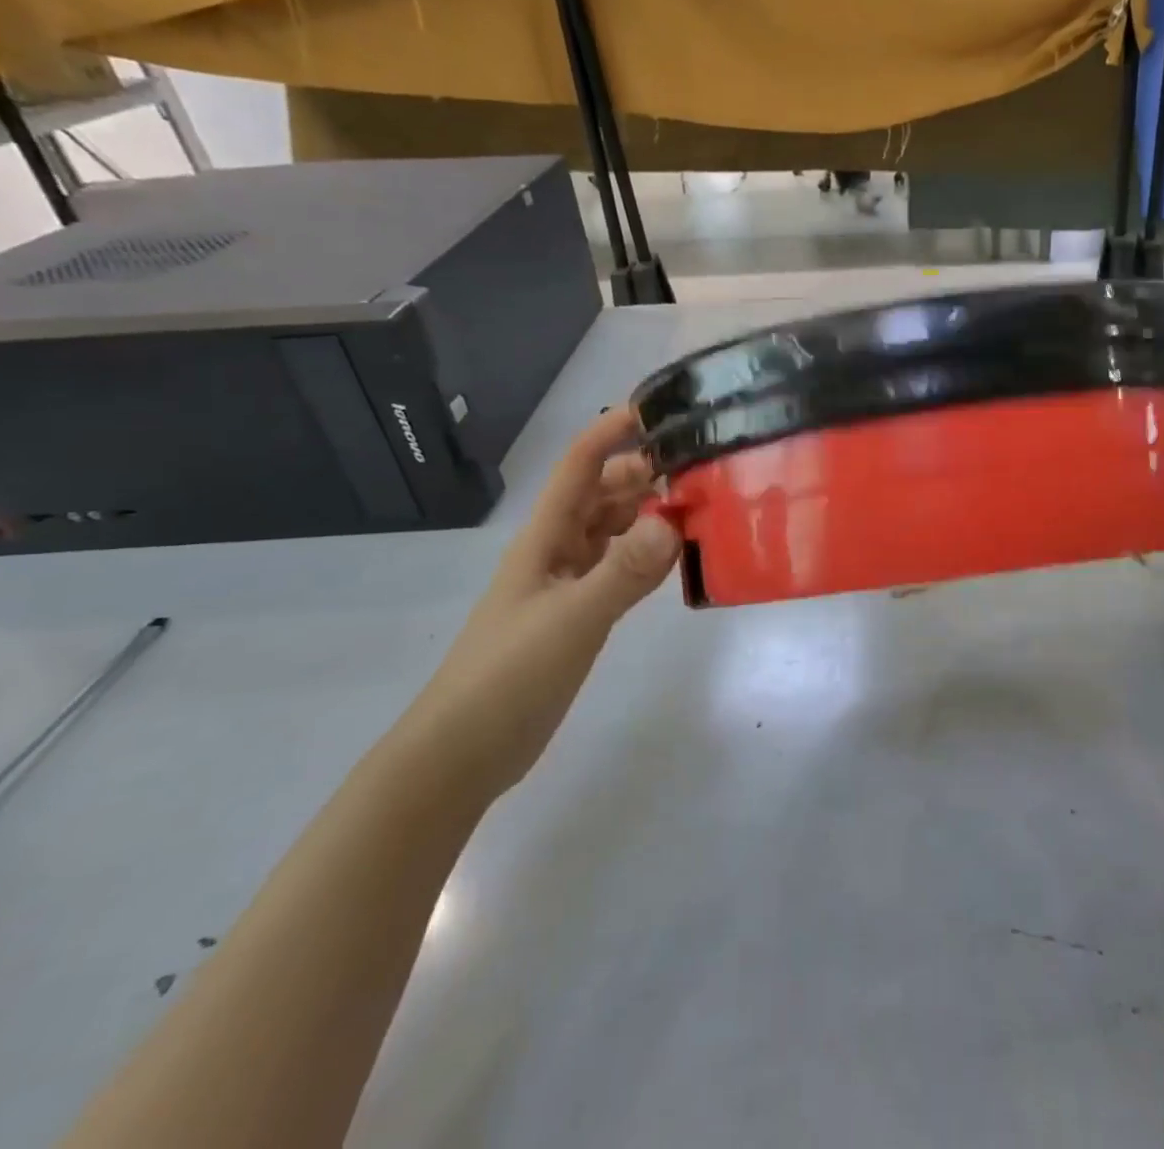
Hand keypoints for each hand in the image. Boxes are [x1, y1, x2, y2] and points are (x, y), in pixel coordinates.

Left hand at [403, 408, 680, 793]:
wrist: (465, 752)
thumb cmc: (508, 676)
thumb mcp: (570, 620)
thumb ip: (622, 573)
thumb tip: (672, 523)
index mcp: (544, 539)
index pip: (578, 469)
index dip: (609, 434)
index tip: (655, 411)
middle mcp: (557, 552)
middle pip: (601, 496)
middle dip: (642, 474)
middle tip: (697, 468)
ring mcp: (568, 585)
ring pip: (614, 532)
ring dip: (648, 514)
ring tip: (699, 505)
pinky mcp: (580, 616)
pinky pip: (621, 570)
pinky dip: (648, 557)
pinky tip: (678, 558)